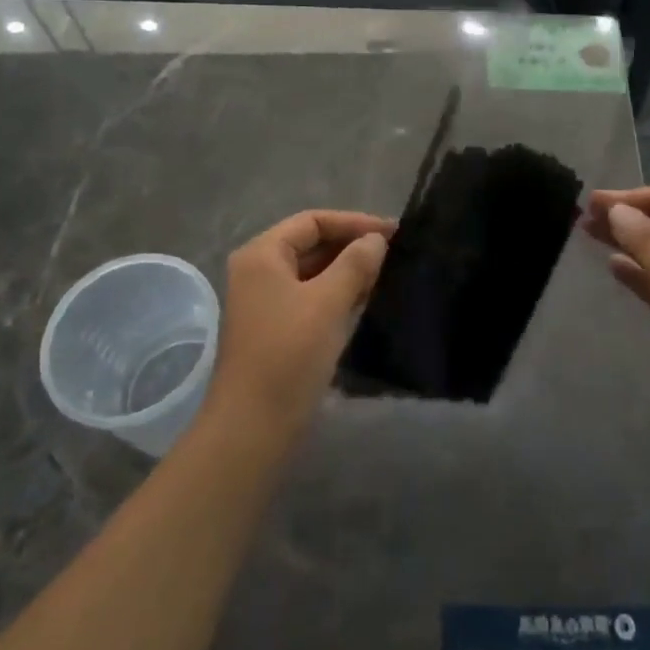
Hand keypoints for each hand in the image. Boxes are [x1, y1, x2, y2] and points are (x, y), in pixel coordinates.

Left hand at [205, 210, 392, 441]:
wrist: (253, 428)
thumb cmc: (289, 355)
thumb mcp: (328, 303)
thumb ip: (355, 263)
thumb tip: (376, 240)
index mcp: (262, 255)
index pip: (313, 221)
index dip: (354, 222)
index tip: (393, 233)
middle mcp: (259, 272)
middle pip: (311, 244)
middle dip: (352, 246)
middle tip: (396, 253)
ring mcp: (266, 303)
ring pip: (313, 273)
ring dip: (348, 271)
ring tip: (388, 274)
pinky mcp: (277, 330)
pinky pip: (312, 298)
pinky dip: (338, 294)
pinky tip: (367, 301)